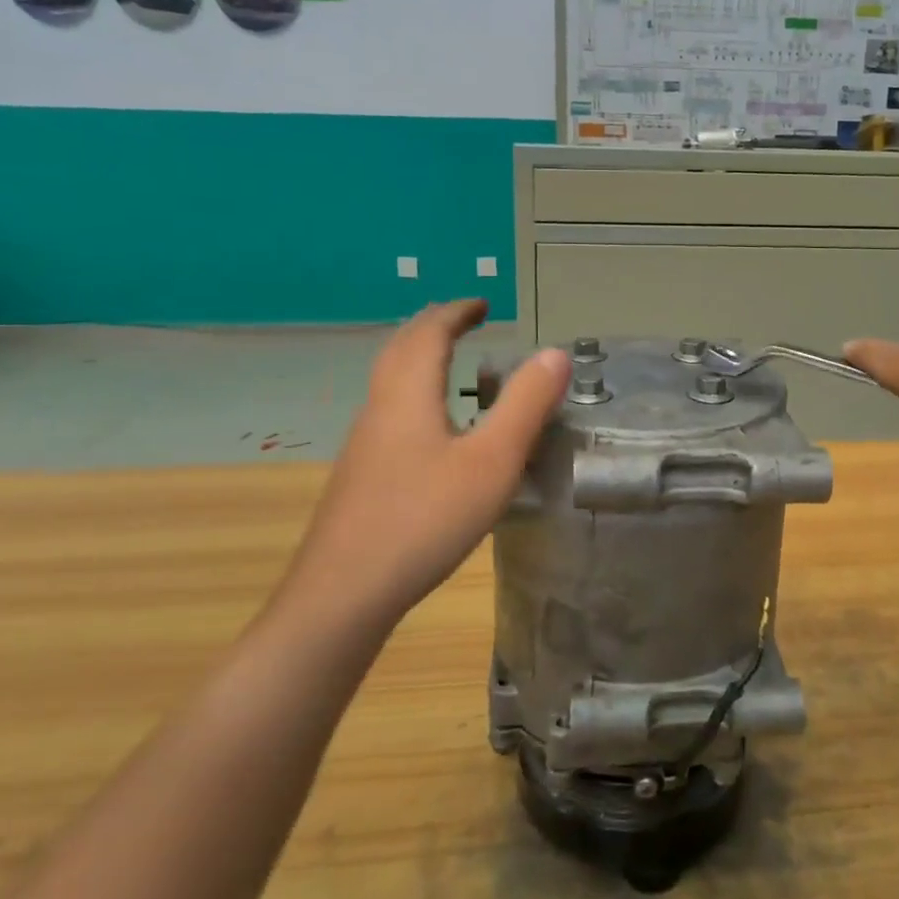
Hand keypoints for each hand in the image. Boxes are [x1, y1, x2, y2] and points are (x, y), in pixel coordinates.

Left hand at [287, 300, 568, 627]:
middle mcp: (380, 408)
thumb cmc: (424, 519)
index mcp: (409, 394)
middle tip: (464, 321)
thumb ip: (525, 405)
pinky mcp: (361, 475)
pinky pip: (389, 412)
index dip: (457, 312)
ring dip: (418, 358)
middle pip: (400, 349)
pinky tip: (431, 430)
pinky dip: (413, 394)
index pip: (430, 333)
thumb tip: (555, 353)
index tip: (483, 304)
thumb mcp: (492, 462)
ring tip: (448, 363)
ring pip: (389, 382)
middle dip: (433, 327)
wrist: (343, 594)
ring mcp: (364, 444)